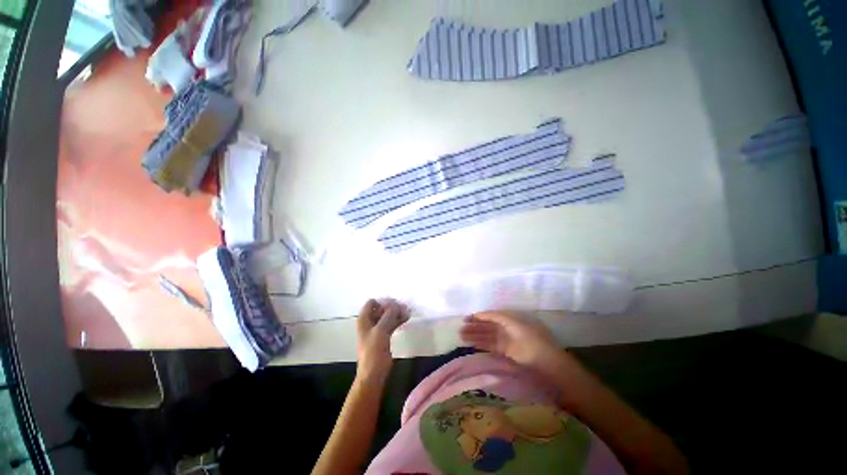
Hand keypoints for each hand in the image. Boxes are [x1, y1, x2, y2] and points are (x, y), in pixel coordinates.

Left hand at [356, 298, 407, 381]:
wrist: (373, 374)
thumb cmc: (373, 351)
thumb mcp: (381, 331)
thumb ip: (389, 315)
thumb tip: (397, 304)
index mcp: (364, 319)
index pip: (372, 302)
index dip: (383, 301)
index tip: (395, 304)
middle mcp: (369, 322)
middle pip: (381, 308)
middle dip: (392, 307)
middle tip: (404, 307)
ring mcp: (377, 329)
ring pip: (387, 316)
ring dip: (397, 313)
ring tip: (408, 312)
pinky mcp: (384, 336)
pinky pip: (391, 324)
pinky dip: (398, 320)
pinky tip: (406, 318)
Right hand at [460, 311, 562, 371]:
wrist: (547, 363)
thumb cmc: (531, 338)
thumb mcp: (514, 322)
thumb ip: (497, 317)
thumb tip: (482, 313)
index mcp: (510, 319)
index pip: (491, 316)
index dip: (479, 317)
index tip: (466, 318)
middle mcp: (507, 328)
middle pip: (487, 326)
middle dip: (474, 327)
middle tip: (460, 329)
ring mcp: (506, 341)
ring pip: (486, 336)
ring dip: (474, 336)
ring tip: (461, 337)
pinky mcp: (505, 352)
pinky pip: (490, 346)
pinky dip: (480, 345)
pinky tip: (471, 344)